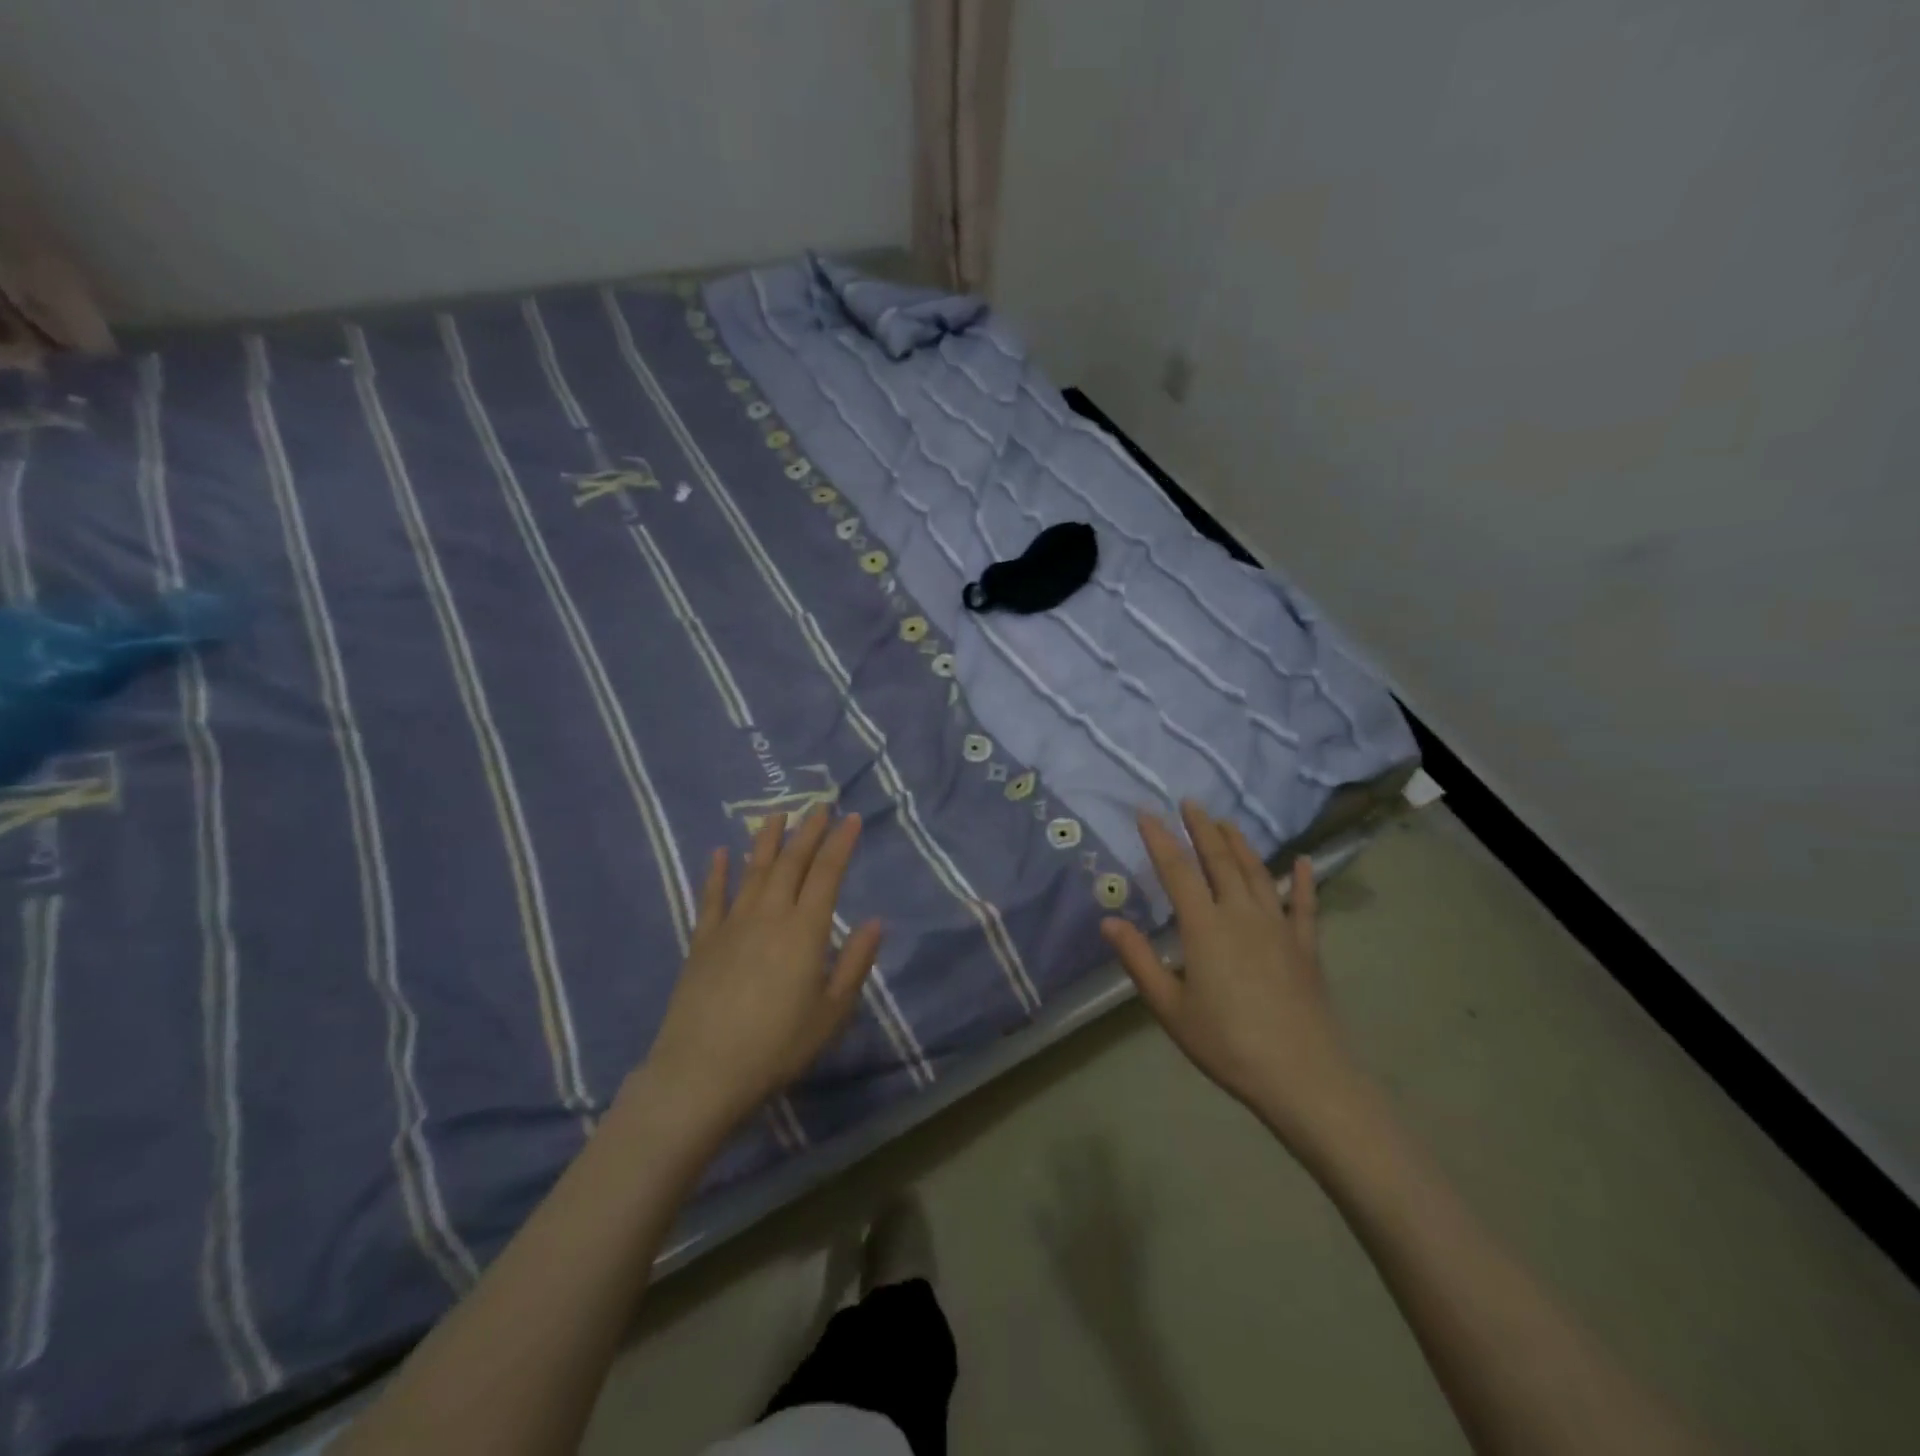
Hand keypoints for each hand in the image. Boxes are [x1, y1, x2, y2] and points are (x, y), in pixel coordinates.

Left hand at [637, 808, 880, 1142]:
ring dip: (767, 840)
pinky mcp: (703, 941)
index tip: (851, 818)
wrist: (703, 1071)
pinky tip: (721, 852)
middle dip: (808, 831)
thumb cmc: (778, 1046)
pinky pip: (712, 897)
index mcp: (805, 930)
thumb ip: (855, 963)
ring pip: (754, 870)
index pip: (827, 873)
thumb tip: (875, 922)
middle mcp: (770, 915)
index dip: (841, 843)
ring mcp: (732, 924)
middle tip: (819, 805)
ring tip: (778, 815)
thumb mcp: (831, 1012)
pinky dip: (717, 872)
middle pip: (791, 862)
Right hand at [1101, 802, 1363, 1149]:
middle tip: (1190, 802)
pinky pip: (1304, 904)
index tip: (1146, 813)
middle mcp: (1241, 914)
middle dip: (1202, 829)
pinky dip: (1303, 880)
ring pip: (1257, 872)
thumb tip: (1108, 921)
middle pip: (1219, 860)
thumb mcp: (1170, 1008)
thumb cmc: (1227, 1043)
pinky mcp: (1306, 946)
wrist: (1303, 1076)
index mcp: (1205, 927)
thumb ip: (1139, 960)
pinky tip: (1304, 861)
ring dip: (1240, 843)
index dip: (1159, 839)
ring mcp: (1278, 926)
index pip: (1176, 870)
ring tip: (1227, 822)